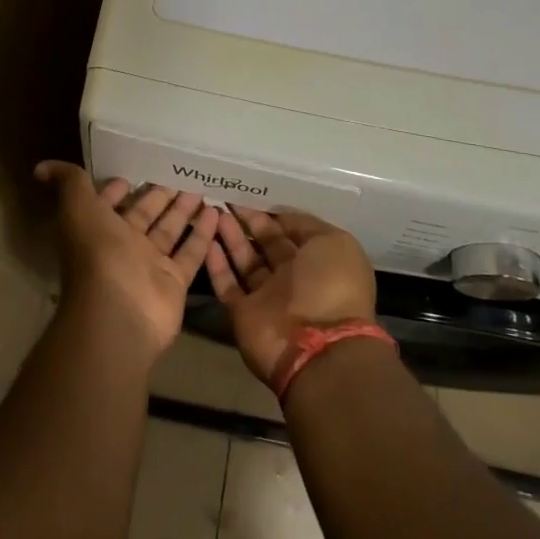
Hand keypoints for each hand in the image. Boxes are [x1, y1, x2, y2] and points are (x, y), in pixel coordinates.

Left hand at [36, 162, 220, 359]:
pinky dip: (203, 234)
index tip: (137, 169)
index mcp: (98, 228)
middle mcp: (123, 246)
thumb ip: (68, 184)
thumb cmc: (98, 255)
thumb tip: (41, 166)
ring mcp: (150, 265)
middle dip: (160, 194)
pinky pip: (191, 253)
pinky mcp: (174, 281)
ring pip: (169, 230)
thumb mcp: (78, 209)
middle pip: (145, 214)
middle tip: (181, 171)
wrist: (119, 314)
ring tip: (203, 185)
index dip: (119, 188)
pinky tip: (217, 212)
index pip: (109, 203)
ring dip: (184, 209)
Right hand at [205, 209, 377, 387]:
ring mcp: (268, 296)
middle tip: (226, 197)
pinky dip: (216, 263)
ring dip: (230, 236)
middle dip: (248, 220)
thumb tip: (280, 215)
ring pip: (245, 260)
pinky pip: (227, 284)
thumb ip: (305, 225)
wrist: (315, 346)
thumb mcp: (333, 242)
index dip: (273, 212)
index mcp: (318, 260)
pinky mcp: (244, 312)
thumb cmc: (330, 286)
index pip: (292, 231)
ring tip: (213, 211)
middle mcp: (293, 277)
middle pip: (266, 243)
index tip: (252, 192)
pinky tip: (206, 239)